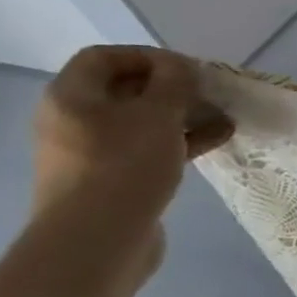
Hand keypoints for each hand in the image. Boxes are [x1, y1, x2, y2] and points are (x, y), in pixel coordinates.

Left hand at [32, 47, 233, 234]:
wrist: (97, 240)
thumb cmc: (123, 166)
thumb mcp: (157, 115)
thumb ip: (174, 83)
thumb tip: (181, 68)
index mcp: (72, 97)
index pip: (105, 57)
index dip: (149, 56)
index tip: (189, 70)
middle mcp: (74, 120)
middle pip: (125, 90)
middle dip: (172, 89)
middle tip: (210, 94)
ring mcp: (91, 153)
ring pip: (142, 122)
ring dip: (183, 116)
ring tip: (224, 118)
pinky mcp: (112, 180)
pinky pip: (148, 149)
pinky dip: (180, 141)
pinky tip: (217, 141)